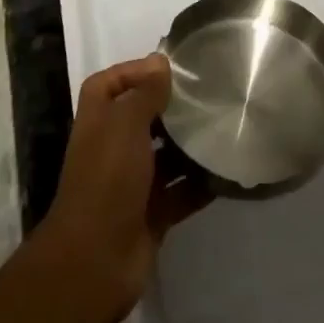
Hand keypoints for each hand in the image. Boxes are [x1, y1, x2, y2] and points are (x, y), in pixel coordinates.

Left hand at [29, 53, 210, 322]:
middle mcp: (113, 148)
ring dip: (190, 145)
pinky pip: (181, 192)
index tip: (169, 66)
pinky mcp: (152, 214)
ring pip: (165, 156)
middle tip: (210, 94)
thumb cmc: (107, 179)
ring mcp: (132, 183)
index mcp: (99, 122)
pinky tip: (228, 170)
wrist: (95, 260)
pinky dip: (201, 183)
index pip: (109, 84)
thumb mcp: (125, 125)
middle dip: (171, 107)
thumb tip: (160, 62)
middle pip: (142, 118)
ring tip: (225, 126)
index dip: (132, 71)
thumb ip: (145, 93)